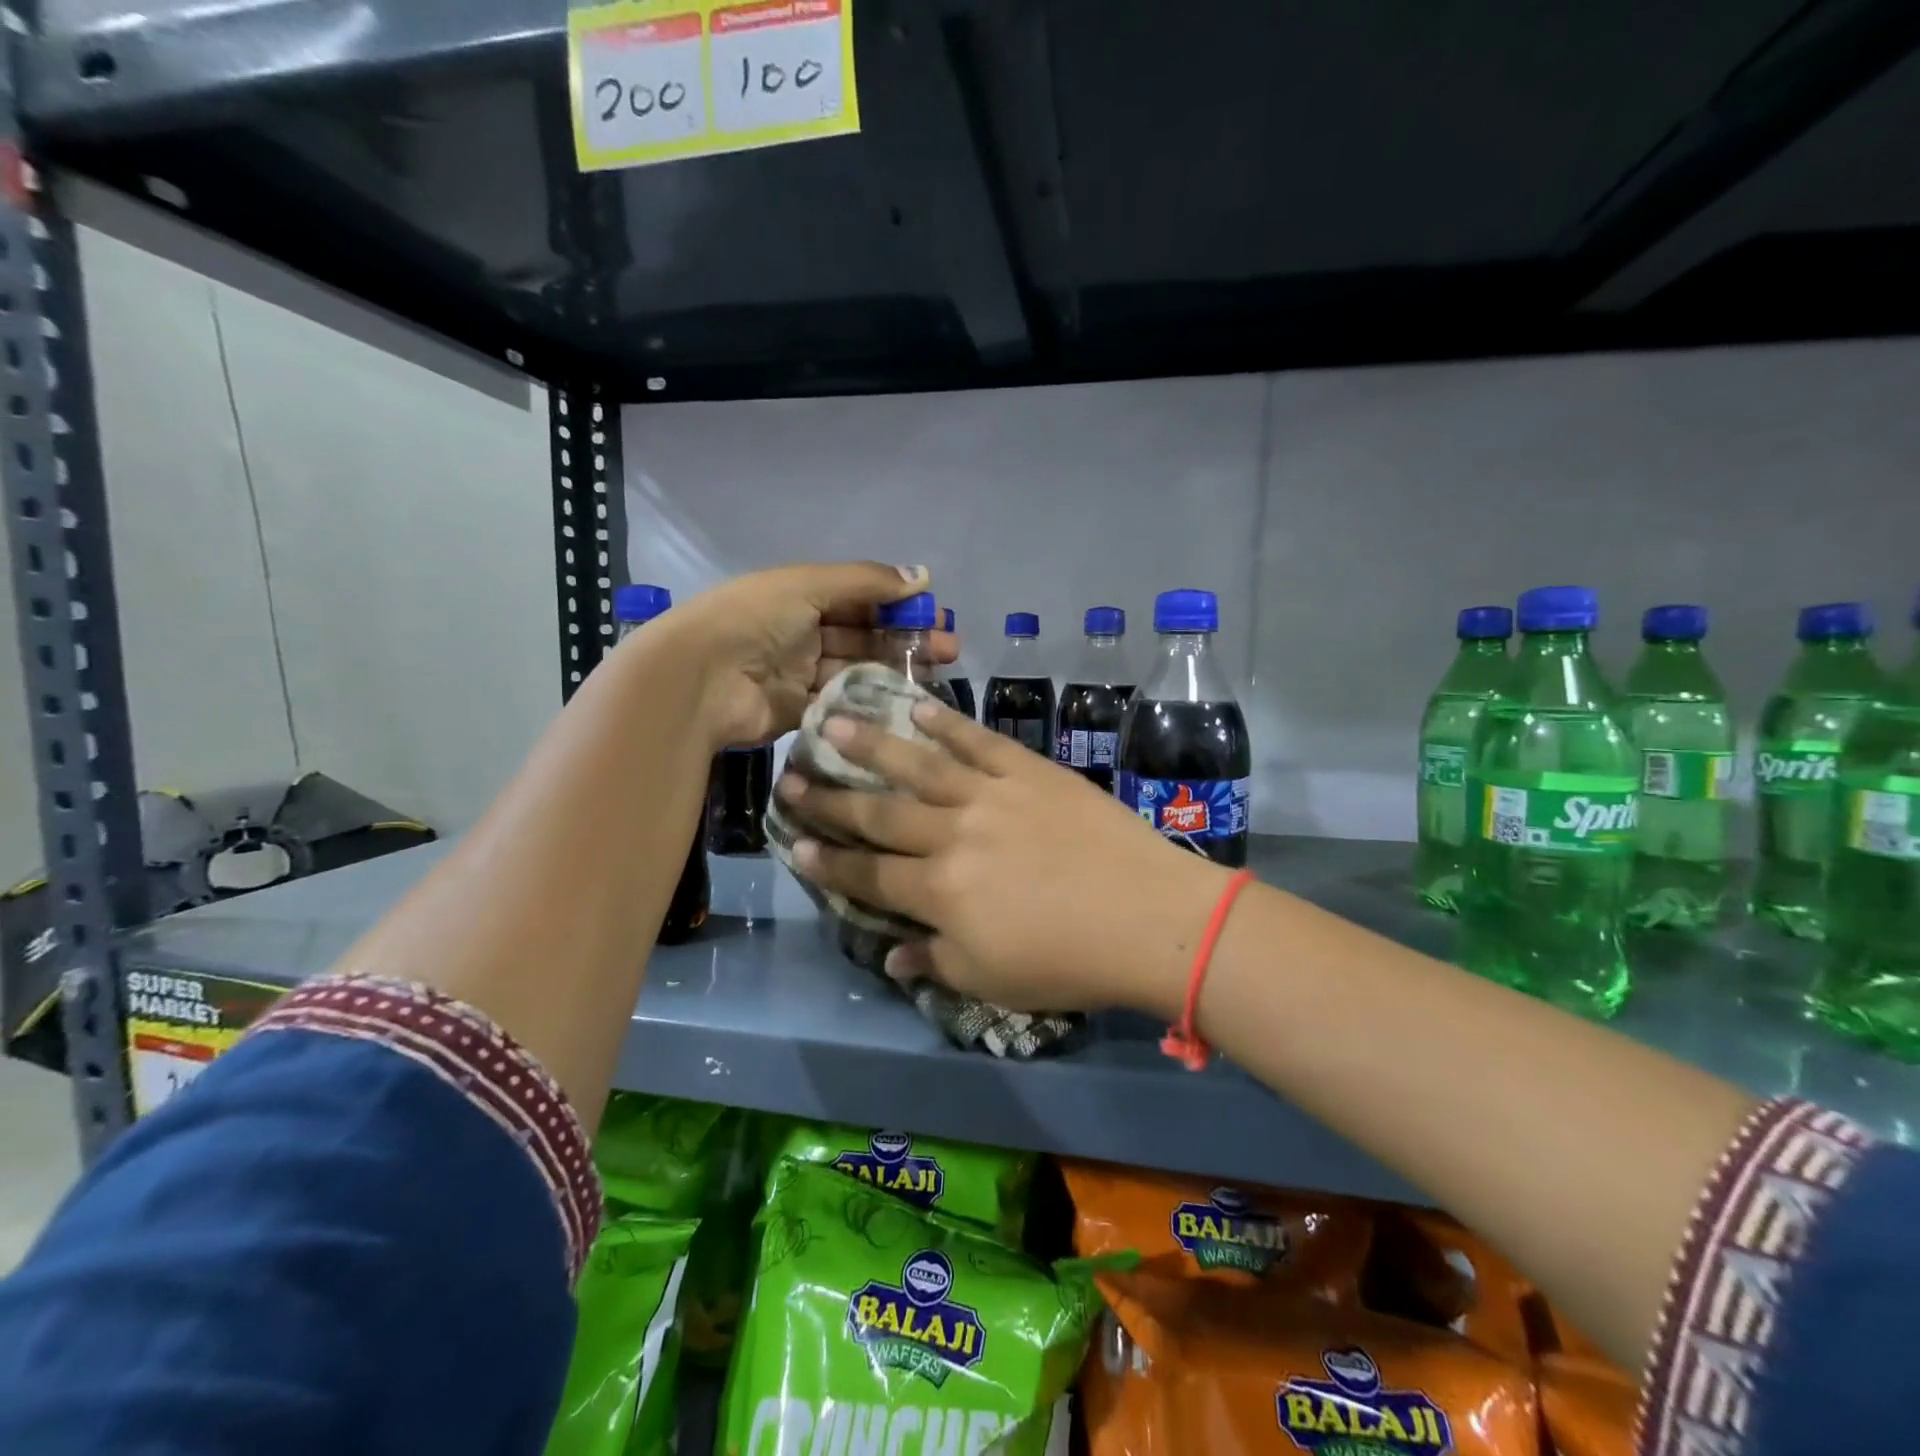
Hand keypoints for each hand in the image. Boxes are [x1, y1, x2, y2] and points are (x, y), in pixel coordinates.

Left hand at [661, 562, 955, 748]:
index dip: (898, 603)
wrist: (700, 680)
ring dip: (895, 669)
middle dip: (906, 638)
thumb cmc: (753, 619)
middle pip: (864, 635)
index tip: (937, 614)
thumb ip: (866, 581)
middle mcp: (802, 633)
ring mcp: (800, 674)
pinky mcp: (799, 712)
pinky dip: (870, 701)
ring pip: (858, 670)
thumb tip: (922, 575)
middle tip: (949, 649)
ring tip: (937, 673)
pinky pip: (841, 704)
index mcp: (801, 596)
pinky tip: (904, 702)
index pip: (860, 597)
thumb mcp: (809, 585)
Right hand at [776, 701, 1228, 1015]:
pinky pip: (979, 741)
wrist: (1148, 916)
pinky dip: (947, 722)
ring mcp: (991, 795)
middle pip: (880, 814)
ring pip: (918, 765)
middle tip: (791, 777)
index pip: (870, 876)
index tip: (795, 842)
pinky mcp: (1029, 771)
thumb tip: (893, 952)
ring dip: (871, 744)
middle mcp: (952, 835)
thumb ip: (936, 961)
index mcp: (940, 892)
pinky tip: (917, 706)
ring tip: (832, 721)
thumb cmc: (1068, 961)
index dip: (830, 862)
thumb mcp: (992, 980)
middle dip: (831, 799)